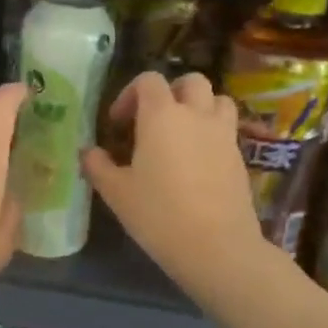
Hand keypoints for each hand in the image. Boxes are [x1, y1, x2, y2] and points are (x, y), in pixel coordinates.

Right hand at [83, 72, 267, 297]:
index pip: (148, 80)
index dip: (130, 94)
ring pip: (217, 100)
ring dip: (199, 107)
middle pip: (191, 81)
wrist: (216, 247)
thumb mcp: (116, 192)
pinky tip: (196, 162)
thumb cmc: (158, 214)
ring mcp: (223, 135)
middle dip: (171, 92)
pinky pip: (226, 130)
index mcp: (162, 115)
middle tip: (153, 119)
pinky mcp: (239, 157)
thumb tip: (88, 152)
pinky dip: (211, 133)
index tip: (119, 123)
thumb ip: (98, 165)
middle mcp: (196, 115)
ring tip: (182, 133)